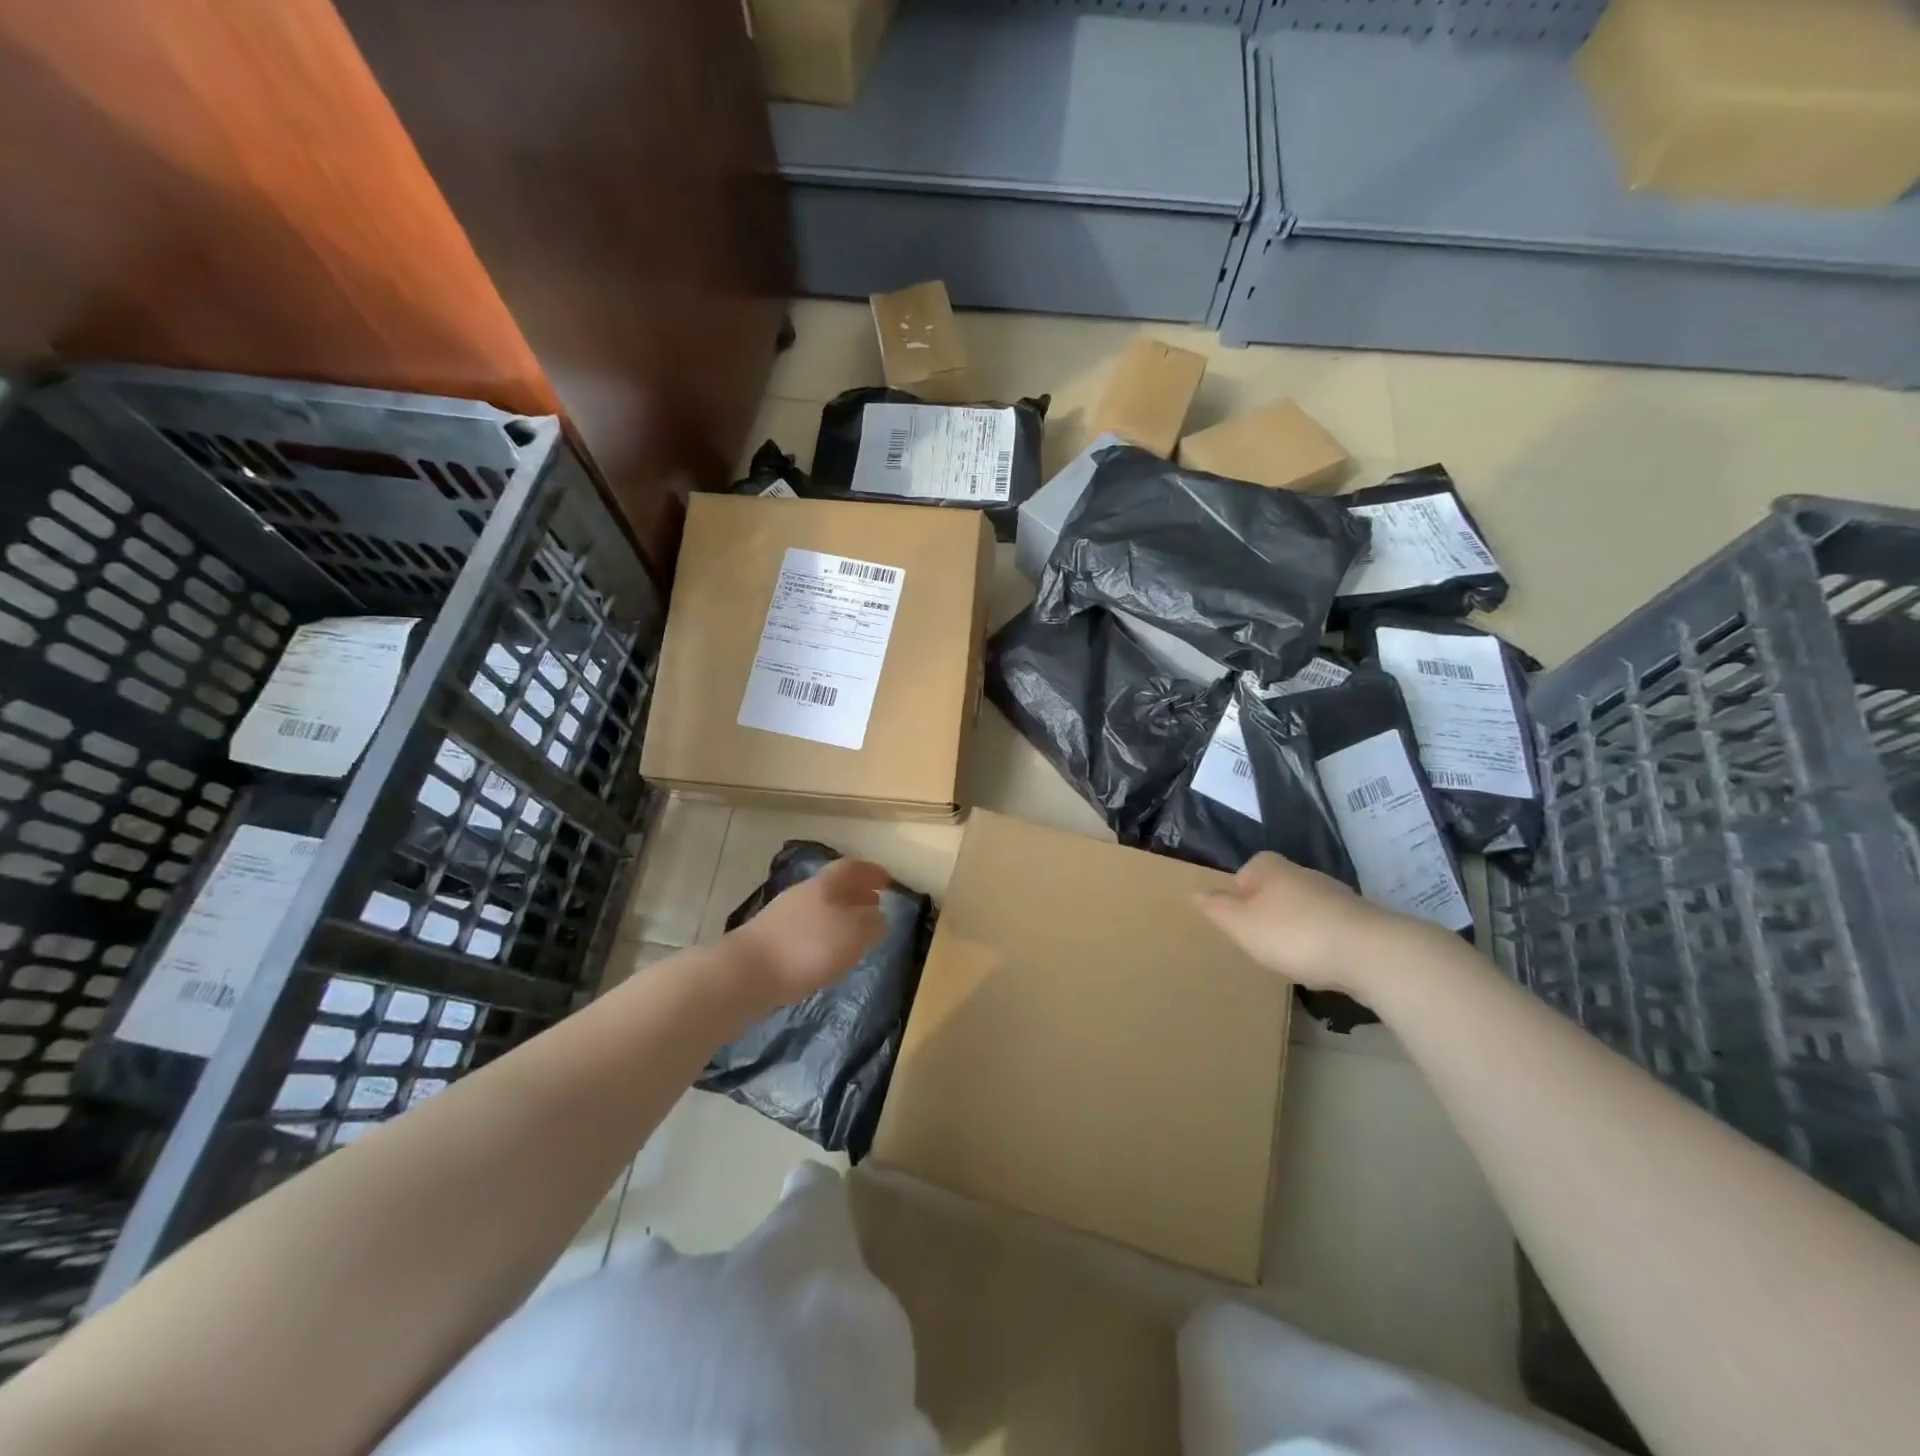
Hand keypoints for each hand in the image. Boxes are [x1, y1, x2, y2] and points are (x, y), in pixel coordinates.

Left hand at [727, 858, 890, 1009]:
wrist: (747, 973)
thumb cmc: (808, 948)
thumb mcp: (854, 934)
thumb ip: (872, 923)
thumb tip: (878, 917)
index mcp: (826, 885)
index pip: (852, 868)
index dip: (871, 872)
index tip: (887, 880)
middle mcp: (803, 893)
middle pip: (834, 886)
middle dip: (856, 894)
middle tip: (875, 905)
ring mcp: (783, 915)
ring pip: (819, 907)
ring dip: (839, 915)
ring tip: (854, 933)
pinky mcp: (769, 939)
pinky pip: (806, 928)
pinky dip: (822, 934)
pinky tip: (826, 954)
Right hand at [1194, 852, 1437, 995]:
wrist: (1372, 953)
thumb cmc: (1294, 934)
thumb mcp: (1242, 924)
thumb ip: (1217, 908)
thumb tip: (1196, 893)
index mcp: (1272, 869)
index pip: (1246, 871)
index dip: (1238, 893)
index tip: (1236, 920)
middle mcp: (1304, 874)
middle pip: (1276, 889)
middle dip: (1267, 911)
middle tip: (1258, 940)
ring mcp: (1336, 896)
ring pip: (1304, 908)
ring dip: (1295, 928)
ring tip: (1288, 956)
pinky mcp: (1361, 921)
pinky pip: (1329, 928)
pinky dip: (1320, 942)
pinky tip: (1320, 964)